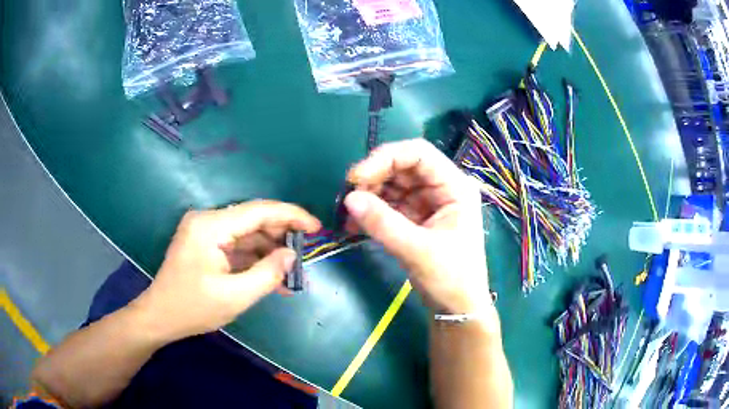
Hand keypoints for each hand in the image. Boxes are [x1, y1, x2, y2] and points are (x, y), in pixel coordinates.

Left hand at [132, 201, 320, 341]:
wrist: (160, 317)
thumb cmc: (193, 308)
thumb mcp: (234, 297)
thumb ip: (267, 274)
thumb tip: (292, 255)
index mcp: (210, 226)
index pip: (258, 211)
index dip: (291, 215)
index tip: (316, 227)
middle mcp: (207, 220)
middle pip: (253, 219)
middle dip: (281, 235)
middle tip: (306, 252)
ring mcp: (205, 231)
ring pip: (247, 233)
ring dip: (269, 251)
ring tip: (293, 271)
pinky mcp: (205, 243)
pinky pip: (236, 246)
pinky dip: (254, 259)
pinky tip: (272, 275)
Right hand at [344, 139, 488, 313]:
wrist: (457, 307)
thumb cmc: (451, 278)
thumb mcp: (418, 250)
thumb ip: (383, 223)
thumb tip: (349, 198)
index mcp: (454, 186)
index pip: (418, 154)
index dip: (385, 158)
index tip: (356, 177)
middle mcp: (441, 187)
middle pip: (402, 167)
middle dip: (373, 178)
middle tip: (348, 198)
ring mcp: (427, 202)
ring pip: (392, 185)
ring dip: (368, 195)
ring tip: (347, 214)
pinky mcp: (415, 217)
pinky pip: (389, 204)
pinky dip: (371, 211)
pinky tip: (353, 224)